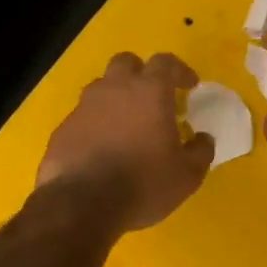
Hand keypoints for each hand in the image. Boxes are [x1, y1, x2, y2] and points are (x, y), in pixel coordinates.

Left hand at [38, 52, 214, 232]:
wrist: (82, 205)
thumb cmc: (143, 183)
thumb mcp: (187, 175)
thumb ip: (200, 151)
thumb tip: (203, 138)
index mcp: (149, 92)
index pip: (165, 62)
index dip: (179, 70)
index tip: (189, 86)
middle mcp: (115, 89)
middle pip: (126, 63)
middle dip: (141, 73)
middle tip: (152, 97)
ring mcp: (84, 107)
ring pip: (101, 87)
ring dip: (115, 98)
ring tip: (125, 124)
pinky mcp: (63, 129)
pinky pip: (83, 117)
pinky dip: (95, 125)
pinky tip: (102, 149)